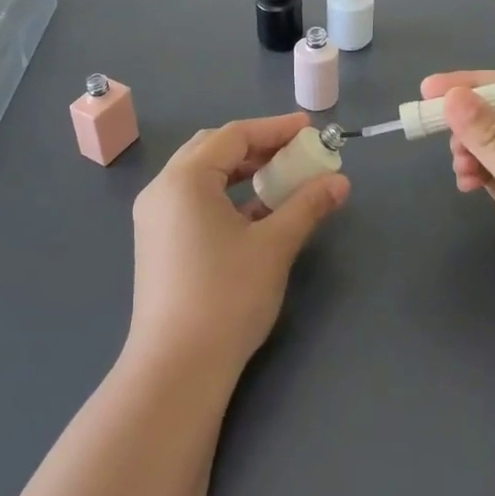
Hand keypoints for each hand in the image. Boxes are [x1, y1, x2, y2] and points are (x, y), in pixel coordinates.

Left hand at [130, 114, 349, 380]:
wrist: (177, 367)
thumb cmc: (226, 296)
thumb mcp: (274, 246)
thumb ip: (307, 205)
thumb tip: (340, 182)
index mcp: (185, 178)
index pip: (234, 136)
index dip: (275, 129)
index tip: (310, 128)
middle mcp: (162, 188)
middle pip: (213, 149)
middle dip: (257, 146)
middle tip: (295, 152)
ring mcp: (154, 217)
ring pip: (202, 175)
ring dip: (242, 171)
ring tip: (280, 179)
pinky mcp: (157, 242)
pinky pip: (193, 200)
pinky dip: (226, 196)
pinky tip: (256, 212)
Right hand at [424, 71, 494, 352]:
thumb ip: (490, 137)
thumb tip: (450, 95)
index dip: (469, 84)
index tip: (426, 90)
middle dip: (466, 119)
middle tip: (431, 131)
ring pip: (491, 141)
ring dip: (468, 147)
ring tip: (461, 171)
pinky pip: (492, 168)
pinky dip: (474, 170)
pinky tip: (466, 185)